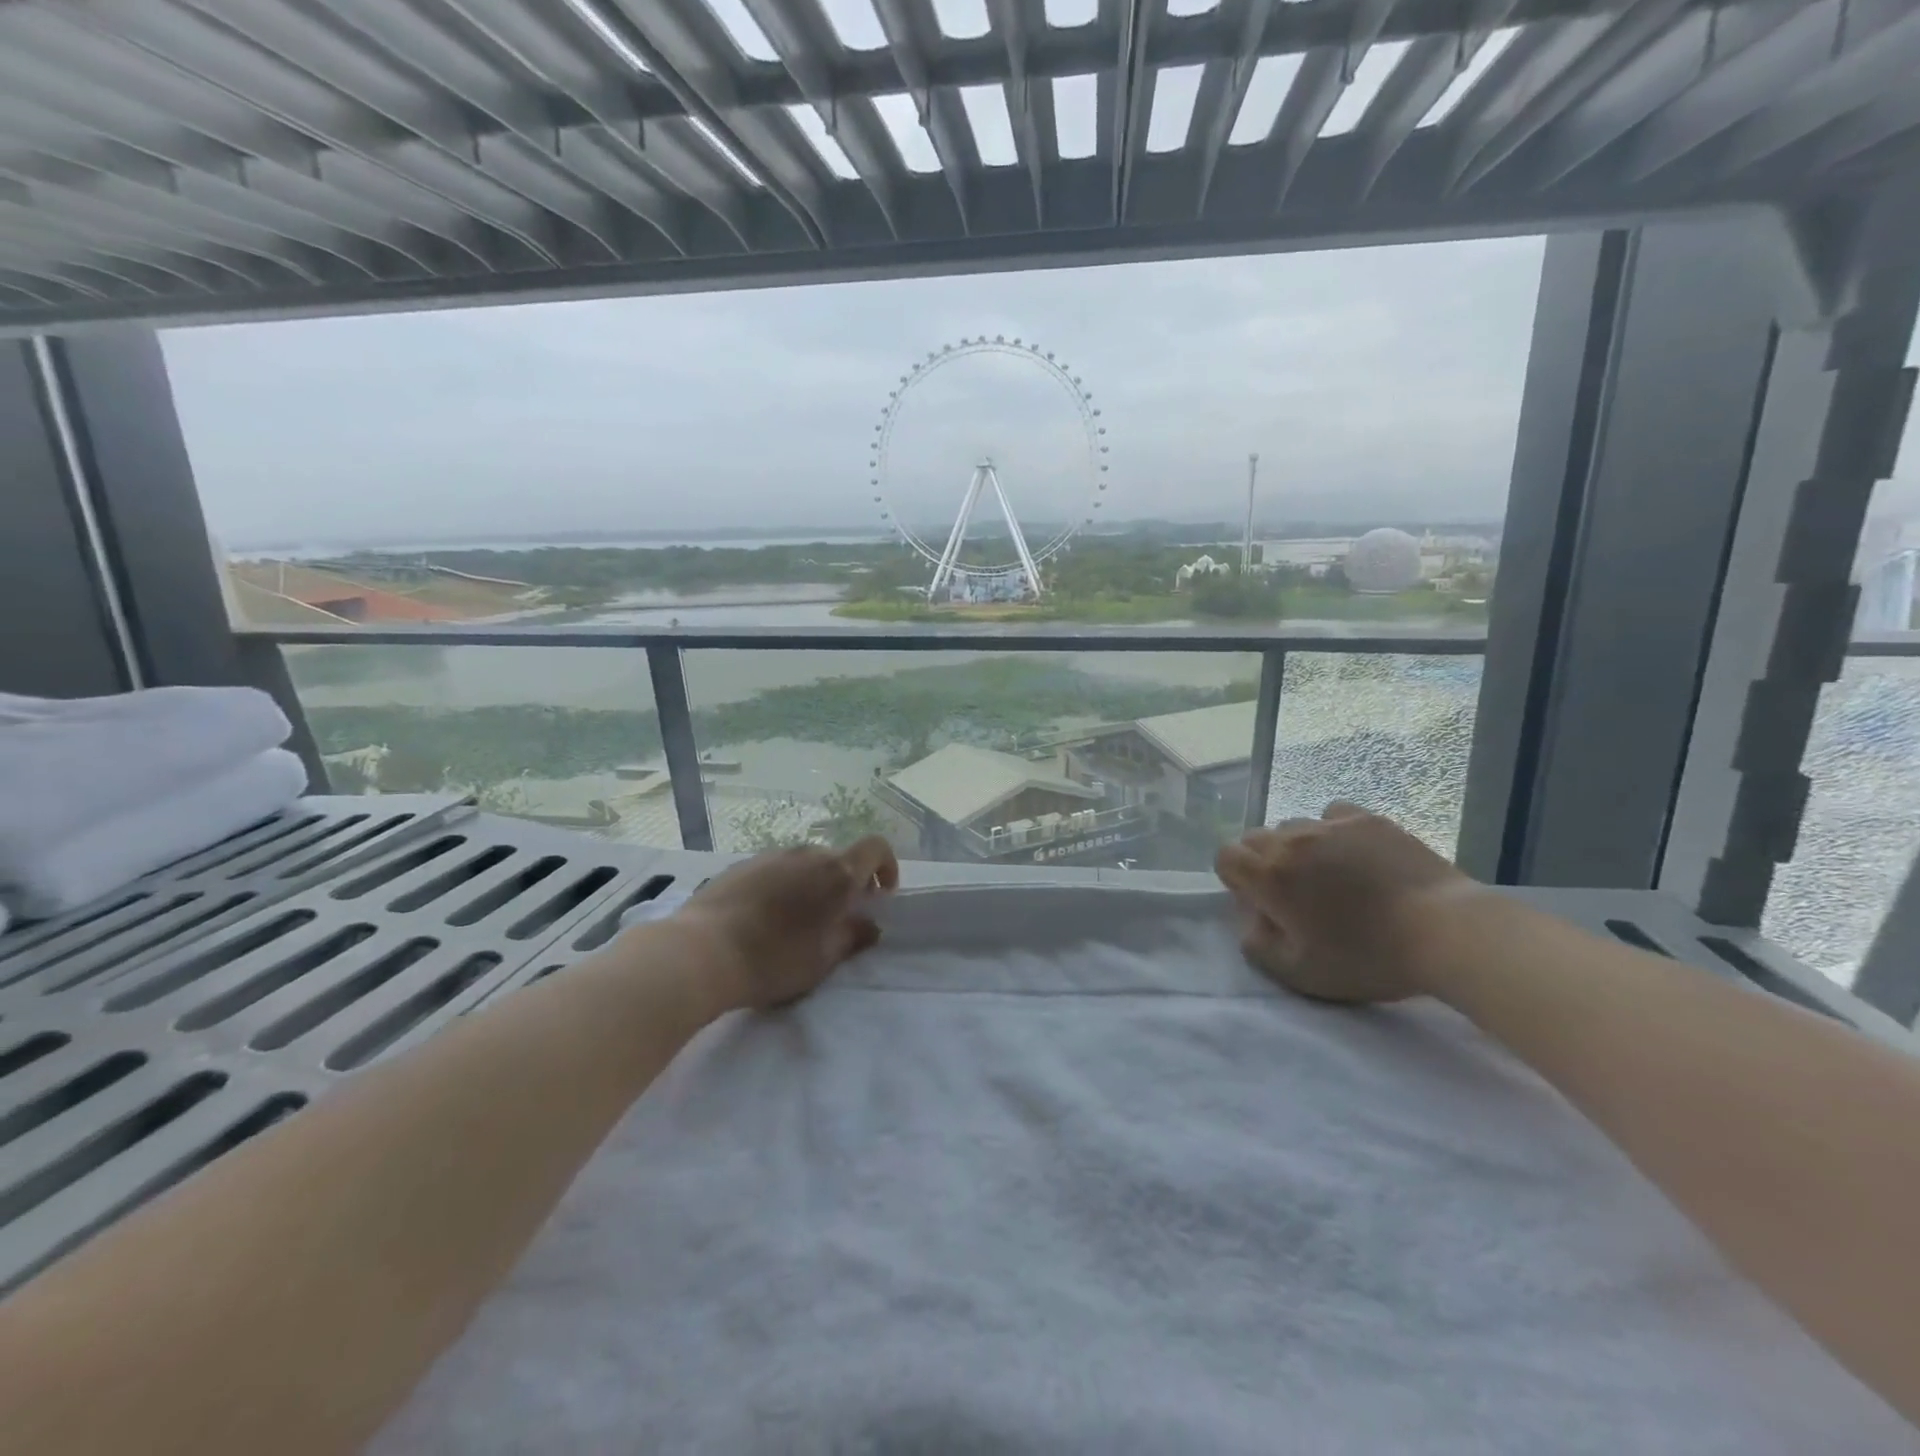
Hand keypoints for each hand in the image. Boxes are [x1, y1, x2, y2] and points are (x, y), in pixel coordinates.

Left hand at [674, 836, 899, 1012]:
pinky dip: (782, 886)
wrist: (700, 952)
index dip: (886, 866)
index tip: (880, 895)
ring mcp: (770, 856)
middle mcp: (806, 854)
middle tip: (838, 918)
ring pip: (804, 864)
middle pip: (838, 859)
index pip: (875, 848)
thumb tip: (869, 925)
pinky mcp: (740, 865)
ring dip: (812, 885)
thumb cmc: (773, 959)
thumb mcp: (822, 959)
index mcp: (836, 873)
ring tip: (797, 921)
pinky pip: (775, 870)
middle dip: (846, 883)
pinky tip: (764, 918)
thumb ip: (852, 937)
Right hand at [1215, 802, 1478, 1003]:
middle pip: (1256, 837)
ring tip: (1330, 875)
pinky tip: (1355, 855)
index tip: (1261, 902)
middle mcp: (1291, 840)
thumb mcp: (1299, 973)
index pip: (1225, 857)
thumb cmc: (1367, 957)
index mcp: (1269, 875)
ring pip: (1294, 826)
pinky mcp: (1368, 819)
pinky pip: (1333, 815)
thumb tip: (1252, 919)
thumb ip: (1257, 944)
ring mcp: (1331, 824)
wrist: (1446, 932)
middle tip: (1294, 893)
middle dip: (1263, 862)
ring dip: (1299, 848)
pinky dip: (1334, 831)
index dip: (1236, 879)